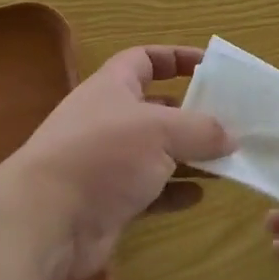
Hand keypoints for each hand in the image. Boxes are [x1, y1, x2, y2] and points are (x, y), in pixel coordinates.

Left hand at [1, 45, 231, 279]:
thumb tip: (231, 136)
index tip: (210, 67)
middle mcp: (109, 120)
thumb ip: (201, 129)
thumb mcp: (160, 131)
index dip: (176, 58)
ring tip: (228, 161)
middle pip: (156, 108)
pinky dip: (175, 191)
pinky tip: (200, 195)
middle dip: (192, 114)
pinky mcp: (110, 201)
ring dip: (190, 156)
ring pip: (157, 153)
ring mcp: (108, 163)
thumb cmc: (103, 156)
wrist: (47, 221)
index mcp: (112, 88)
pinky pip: (151, 191)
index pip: (144, 59)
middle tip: (231, 122)